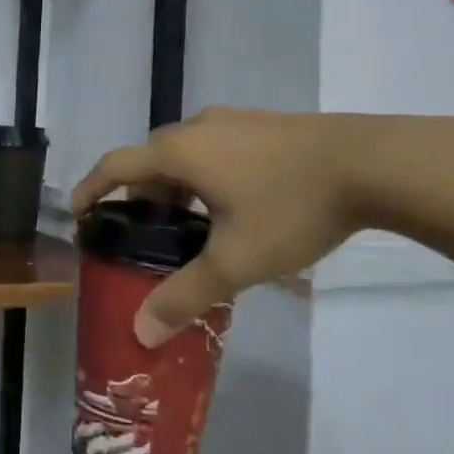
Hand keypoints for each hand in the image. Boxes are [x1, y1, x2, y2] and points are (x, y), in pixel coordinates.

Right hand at [72, 109, 380, 345]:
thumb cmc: (291, 206)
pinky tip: (233, 203)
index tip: (79, 215)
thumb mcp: (236, 260)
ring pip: (184, 152)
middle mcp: (197, 127)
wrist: (373, 162)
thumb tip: (142, 332)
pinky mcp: (264, 124)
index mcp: (178, 153)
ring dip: (174, 184)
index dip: (90, 189)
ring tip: (188, 224)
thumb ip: (185, 295)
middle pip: (149, 158)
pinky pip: (214, 147)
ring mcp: (233, 121)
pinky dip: (203, 174)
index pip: (115, 166)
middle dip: (137, 194)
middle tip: (140, 232)